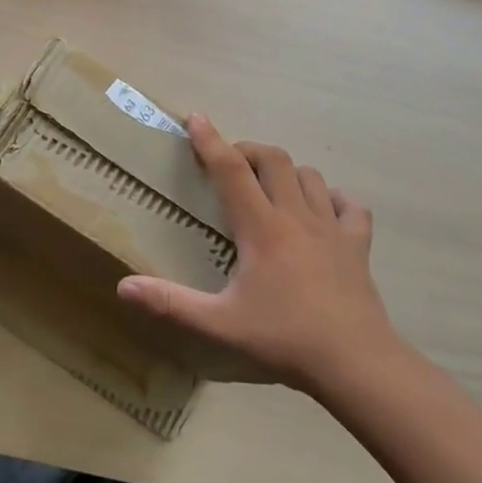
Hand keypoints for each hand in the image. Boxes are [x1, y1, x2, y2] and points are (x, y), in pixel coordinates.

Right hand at [116, 114, 403, 397]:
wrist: (357, 364)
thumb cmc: (285, 338)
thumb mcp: (220, 323)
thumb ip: (171, 303)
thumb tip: (123, 287)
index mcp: (262, 228)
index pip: (231, 171)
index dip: (210, 141)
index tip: (195, 118)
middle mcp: (296, 217)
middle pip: (274, 160)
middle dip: (248, 151)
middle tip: (229, 165)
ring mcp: (332, 229)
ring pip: (310, 176)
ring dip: (286, 172)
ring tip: (269, 187)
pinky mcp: (358, 246)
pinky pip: (350, 206)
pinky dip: (333, 199)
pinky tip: (322, 211)